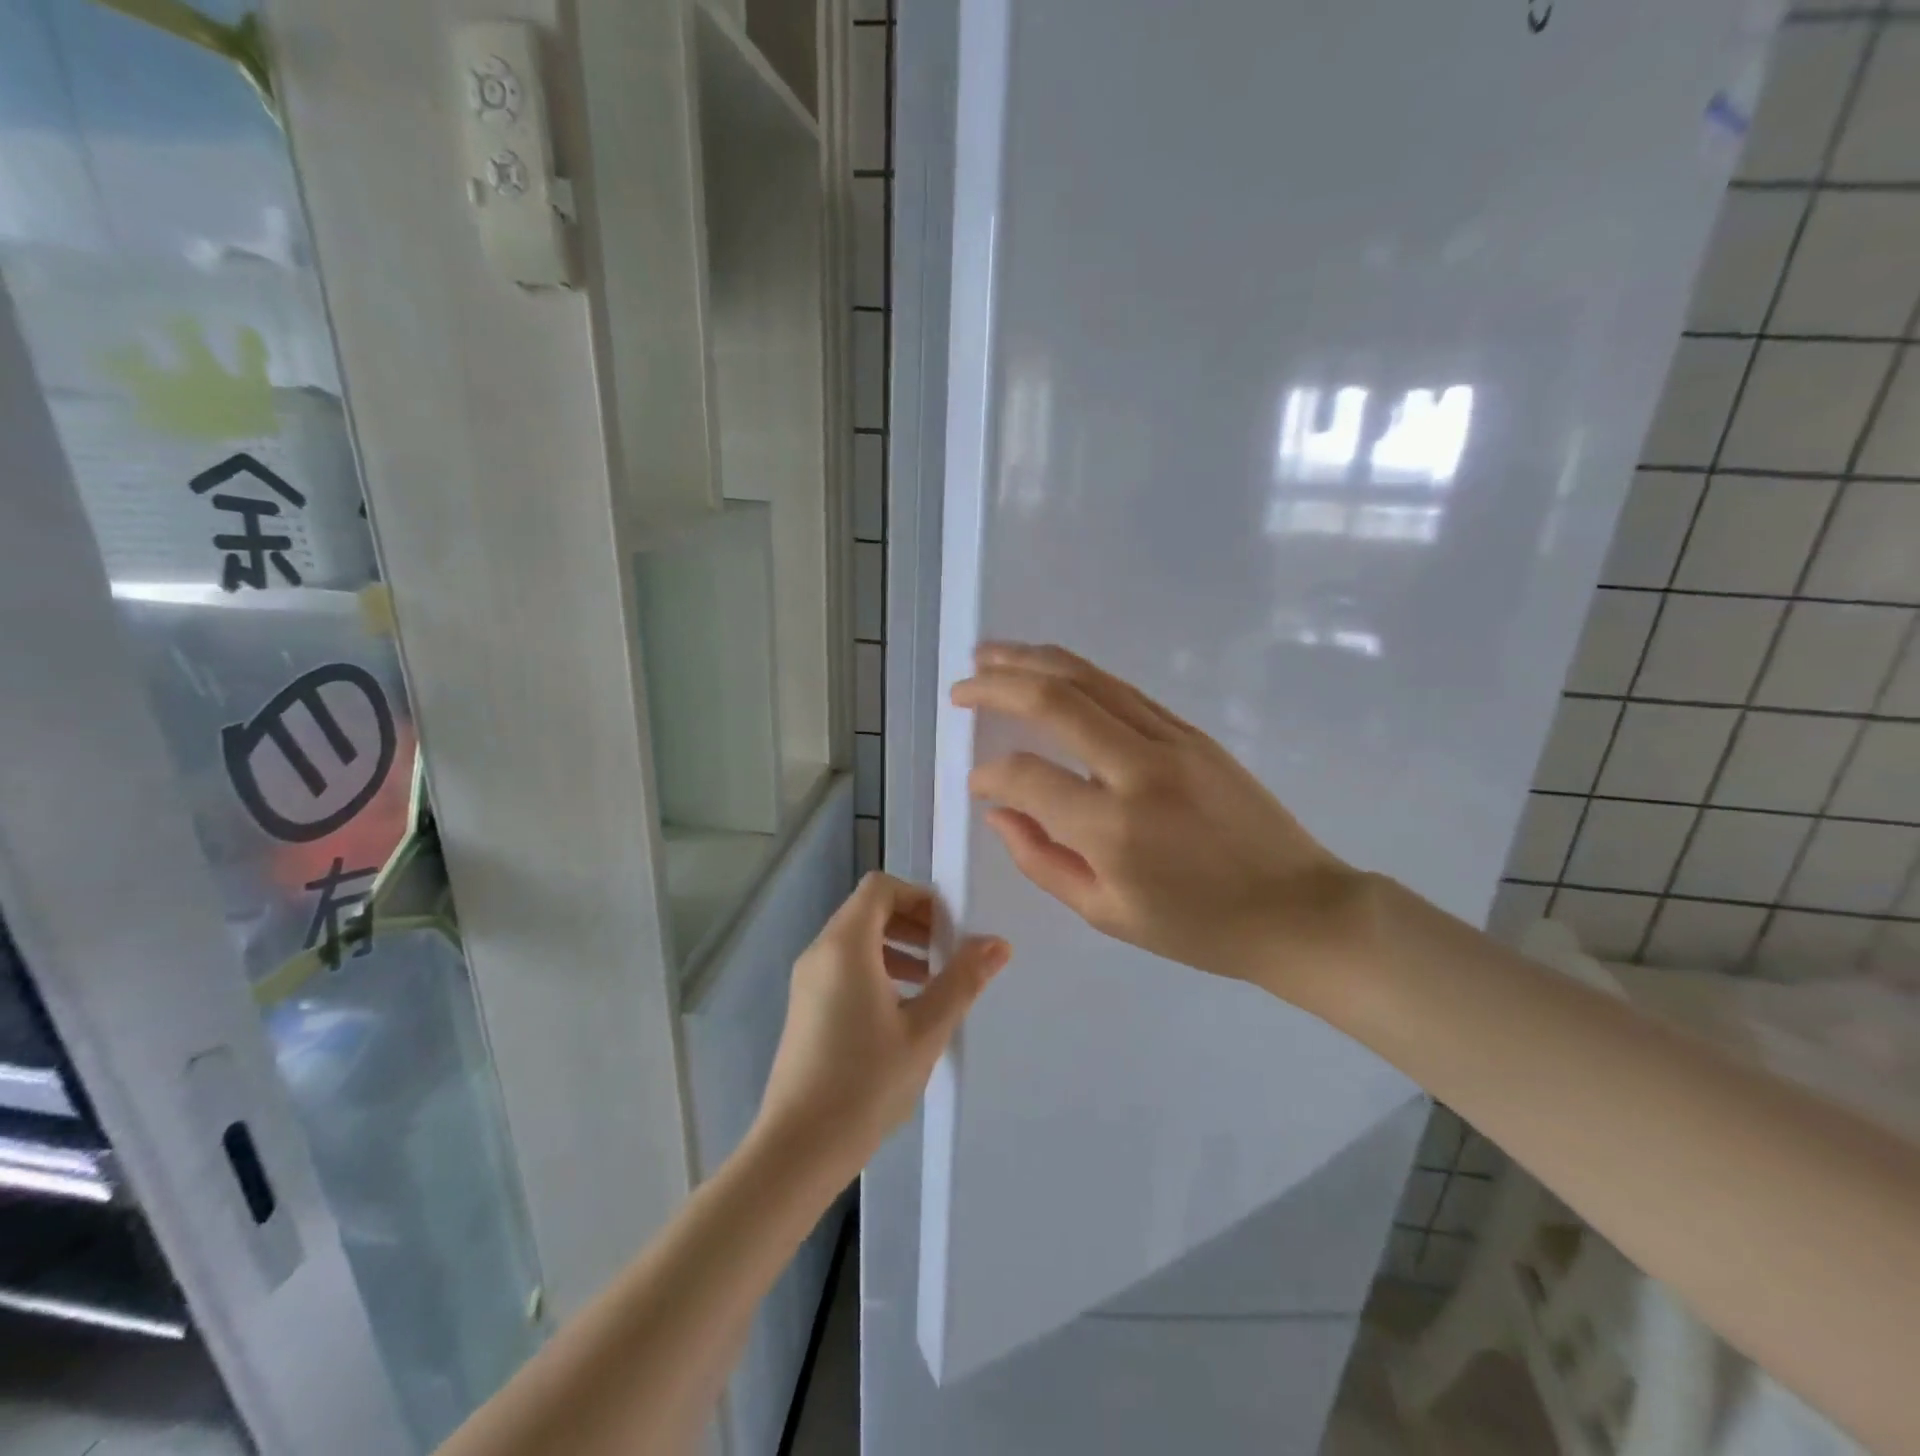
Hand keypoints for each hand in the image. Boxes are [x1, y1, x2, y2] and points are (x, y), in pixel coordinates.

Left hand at [752, 873, 1010, 1177]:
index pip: (880, 888)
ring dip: (897, 947)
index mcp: (846, 945)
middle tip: (948, 954)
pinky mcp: (805, 1007)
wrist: (798, 1149)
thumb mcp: (926, 1030)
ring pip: (856, 940)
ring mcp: (807, 981)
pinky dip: (876, 969)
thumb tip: (997, 943)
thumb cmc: (866, 1083)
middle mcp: (820, 952)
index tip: (950, 928)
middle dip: (912, 922)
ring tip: (932, 983)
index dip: (919, 897)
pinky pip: (844, 967)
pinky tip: (902, 1011)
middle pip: (868, 910)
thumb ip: (962, 980)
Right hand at [952, 643, 1370, 993]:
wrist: (1297, 908)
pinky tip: (1051, 670)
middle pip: (1055, 700)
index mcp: (1113, 828)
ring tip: (990, 654)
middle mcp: (1139, 768)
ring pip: (1089, 679)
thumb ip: (1041, 860)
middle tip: (961, 685)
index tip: (976, 783)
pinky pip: (1122, 690)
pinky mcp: (1192, 731)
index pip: (1027, 776)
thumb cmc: (1197, 927)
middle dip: (998, 684)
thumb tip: (999, 812)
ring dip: (1033, 661)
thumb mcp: (1106, 913)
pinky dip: (1078, 673)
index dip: (989, 775)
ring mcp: (1171, 740)